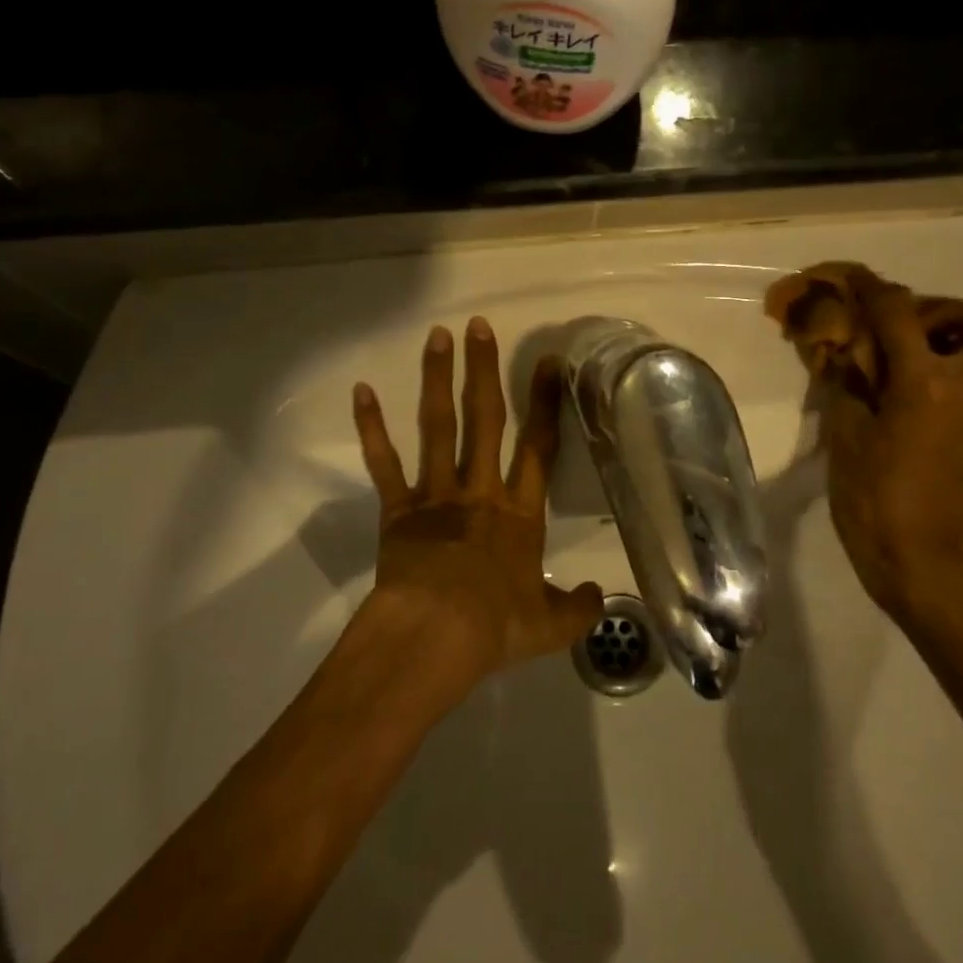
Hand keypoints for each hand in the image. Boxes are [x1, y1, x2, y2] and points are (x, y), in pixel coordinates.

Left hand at [352, 318, 603, 692]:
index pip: (538, 447)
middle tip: (479, 326)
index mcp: (520, 513)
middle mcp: (480, 490)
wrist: (436, 636)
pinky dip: (372, 428)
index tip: (546, 362)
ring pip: (439, 426)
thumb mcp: (550, 626)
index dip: (545, 403)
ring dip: (438, 380)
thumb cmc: (495, 627)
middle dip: (484, 371)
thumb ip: (578, 609)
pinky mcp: (398, 509)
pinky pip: (384, 463)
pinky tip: (362, 391)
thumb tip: (600, 598)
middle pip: (486, 419)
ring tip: (437, 337)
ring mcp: (437, 495)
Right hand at [813, 271, 962, 625]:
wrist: (917, 558)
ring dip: (951, 339)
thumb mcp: (844, 432)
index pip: (901, 311)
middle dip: (950, 308)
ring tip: (901, 361)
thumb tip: (842, 346)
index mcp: (926, 382)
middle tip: (902, 329)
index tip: (851, 279)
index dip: (871, 287)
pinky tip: (910, 397)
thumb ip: (846, 379)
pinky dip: (951, 371)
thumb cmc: (871, 496)